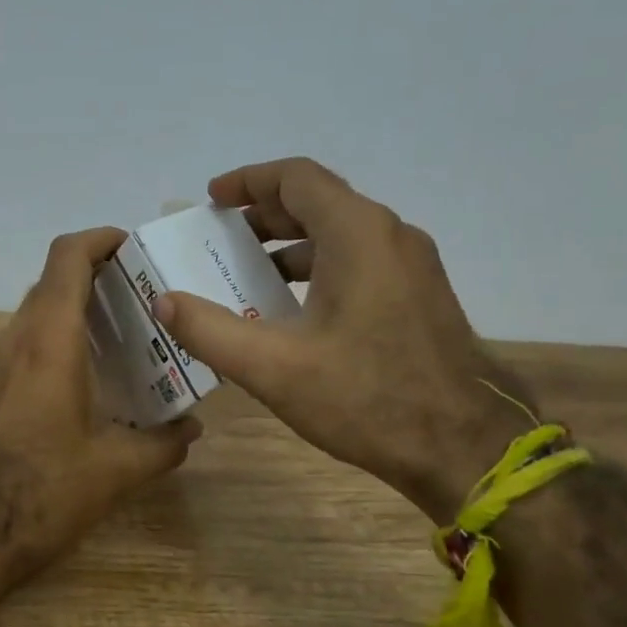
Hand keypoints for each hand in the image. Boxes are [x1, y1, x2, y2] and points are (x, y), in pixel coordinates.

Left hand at [0, 227, 201, 585]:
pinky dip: (57, 336)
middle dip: (96, 274)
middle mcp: (17, 340)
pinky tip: (88, 373)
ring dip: (74, 307)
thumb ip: (163, 444)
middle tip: (142, 294)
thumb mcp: (116, 470)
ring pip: (37, 311)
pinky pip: (26, 341)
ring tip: (121, 330)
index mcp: (50, 342)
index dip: (99, 239)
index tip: (132, 247)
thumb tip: (192, 430)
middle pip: (53, 281)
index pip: (67, 258)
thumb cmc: (45, 490)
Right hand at [150, 158, 530, 521]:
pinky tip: (294, 311)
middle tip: (220, 241)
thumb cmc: (366, 398)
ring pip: (342, 235)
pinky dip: (319, 270)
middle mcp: (391, 236)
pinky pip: (361, 263)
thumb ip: (210, 330)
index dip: (248, 181)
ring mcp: (413, 267)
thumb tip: (163, 302)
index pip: (297, 178)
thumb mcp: (273, 367)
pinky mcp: (421, 298)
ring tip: (248, 275)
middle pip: (320, 202)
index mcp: (358, 234)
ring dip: (291, 245)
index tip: (211, 200)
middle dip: (264, 215)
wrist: (463, 448)